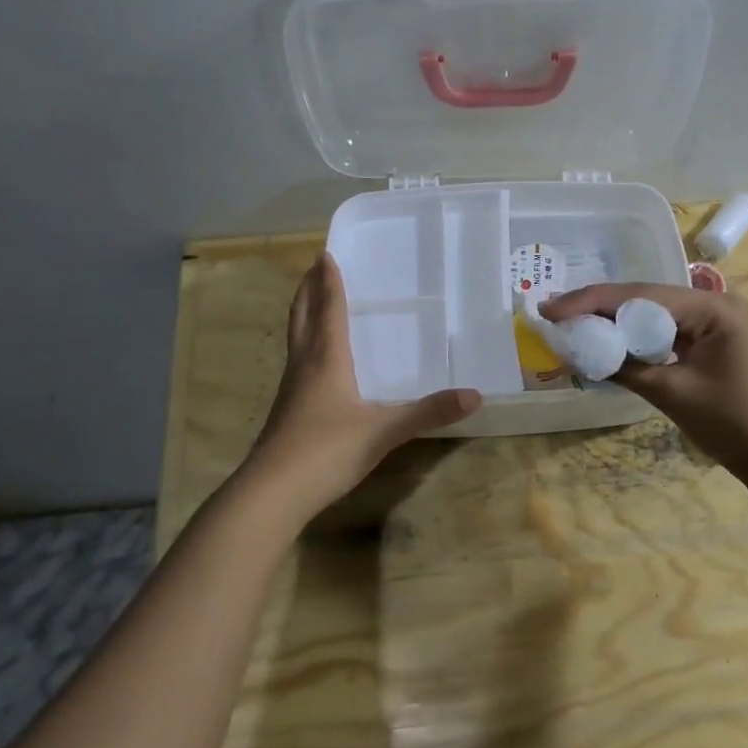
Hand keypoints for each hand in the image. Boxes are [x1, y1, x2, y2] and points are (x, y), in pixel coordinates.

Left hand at [246, 253, 480, 513]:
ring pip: (296, 339)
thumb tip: (475, 395)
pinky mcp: (287, 411)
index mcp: (326, 359)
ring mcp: (292, 389)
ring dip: (304, 315)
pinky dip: (306, 345)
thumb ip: (428, 412)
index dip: (329, 282)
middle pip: (303, 317)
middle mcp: (305, 365)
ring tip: (313, 302)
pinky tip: (317, 362)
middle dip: (309, 290)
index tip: (326, 254)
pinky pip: (298, 363)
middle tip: (315, 267)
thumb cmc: (327, 450)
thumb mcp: (384, 431)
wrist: (272, 493)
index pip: (328, 309)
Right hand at [539, 283, 747, 476]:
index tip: (550, 309)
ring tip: (569, 324)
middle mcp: (713, 303)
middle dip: (597, 307)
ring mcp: (714, 320)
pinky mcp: (710, 339)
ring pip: (651, 313)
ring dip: (613, 321)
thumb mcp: (672, 394)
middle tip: (552, 314)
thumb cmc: (733, 424)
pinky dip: (634, 337)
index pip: (640, 296)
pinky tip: (606, 340)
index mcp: (711, 308)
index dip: (591, 301)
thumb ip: (624, 367)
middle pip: (644, 298)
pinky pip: (664, 330)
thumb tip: (578, 351)